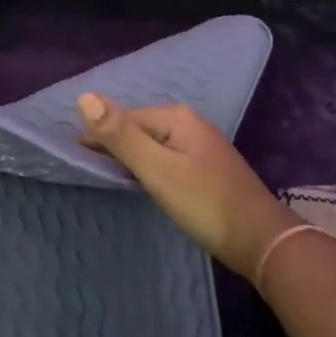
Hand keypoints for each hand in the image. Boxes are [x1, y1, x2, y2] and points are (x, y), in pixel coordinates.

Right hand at [77, 95, 295, 277]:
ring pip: (154, 144)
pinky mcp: (208, 168)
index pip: (124, 117)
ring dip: (131, 156)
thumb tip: (84, 96)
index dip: (98, 135)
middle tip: (88, 168)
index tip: (75, 157)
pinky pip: (168, 158)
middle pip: (139, 128)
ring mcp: (202, 146)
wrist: (260, 239)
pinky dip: (150, 167)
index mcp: (176, 117)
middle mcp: (190, 123)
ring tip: (110, 176)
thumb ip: (119, 135)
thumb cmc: (203, 202)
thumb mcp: (155, 168)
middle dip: (114, 143)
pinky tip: (144, 182)